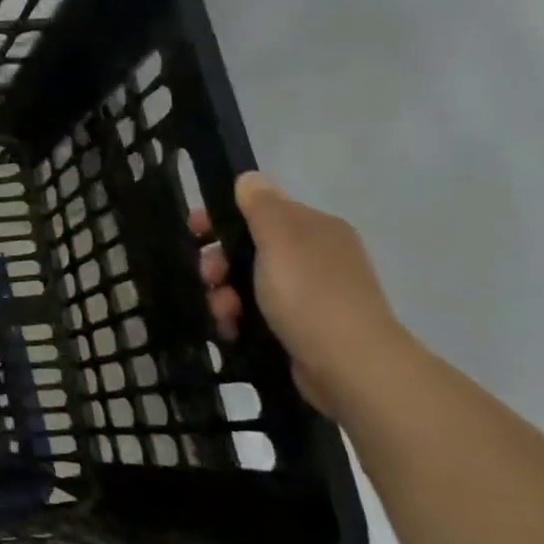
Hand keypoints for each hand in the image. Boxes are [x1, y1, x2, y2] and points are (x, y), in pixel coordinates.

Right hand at [200, 172, 408, 418]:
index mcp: (315, 229)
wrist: (350, 366)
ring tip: (222, 314)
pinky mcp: (302, 327)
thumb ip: (261, 206)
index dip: (223, 218)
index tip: (194, 232)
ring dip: (224, 295)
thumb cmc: (309, 295)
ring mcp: (311, 294)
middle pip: (249, 249)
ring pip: (248, 283)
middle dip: (220, 264)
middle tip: (208, 279)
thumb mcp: (279, 240)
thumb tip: (250, 177)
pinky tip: (231, 330)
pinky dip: (239, 318)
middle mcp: (316, 256)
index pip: (260, 211)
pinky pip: (257, 312)